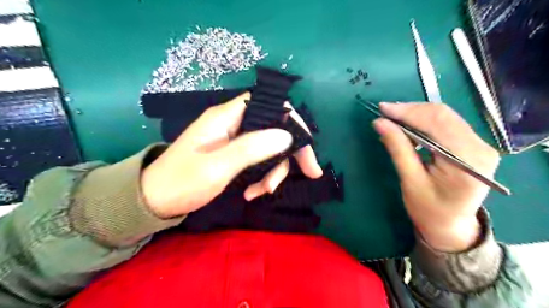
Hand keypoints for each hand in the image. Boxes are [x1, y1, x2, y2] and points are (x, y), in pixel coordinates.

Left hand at [139, 91, 322, 218]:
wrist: (154, 200)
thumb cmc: (182, 182)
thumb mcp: (218, 167)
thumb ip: (252, 148)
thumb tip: (287, 136)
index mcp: (227, 116)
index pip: (269, 104)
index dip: (291, 119)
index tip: (305, 144)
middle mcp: (233, 123)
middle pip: (274, 128)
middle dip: (292, 152)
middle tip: (310, 173)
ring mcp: (234, 139)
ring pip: (268, 148)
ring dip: (273, 171)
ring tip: (262, 192)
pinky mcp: (233, 155)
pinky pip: (258, 160)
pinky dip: (262, 176)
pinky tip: (252, 193)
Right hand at [376, 102, 500, 250]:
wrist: (450, 225)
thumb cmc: (428, 209)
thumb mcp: (410, 180)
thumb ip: (397, 148)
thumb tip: (380, 122)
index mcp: (467, 161)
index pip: (436, 123)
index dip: (408, 112)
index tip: (383, 109)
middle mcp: (481, 147)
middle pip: (443, 115)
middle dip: (410, 111)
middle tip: (385, 113)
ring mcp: (481, 145)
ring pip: (445, 116)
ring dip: (416, 114)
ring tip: (393, 120)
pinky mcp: (473, 145)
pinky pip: (447, 124)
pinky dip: (424, 121)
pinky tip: (409, 127)